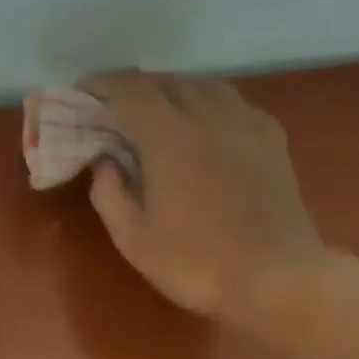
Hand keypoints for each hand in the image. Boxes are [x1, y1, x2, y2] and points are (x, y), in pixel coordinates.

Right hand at [81, 70, 322, 321]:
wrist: (275, 276)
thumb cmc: (195, 262)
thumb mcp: (133, 239)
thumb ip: (108, 193)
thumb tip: (105, 162)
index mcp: (169, 136)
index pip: (130, 90)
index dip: (102, 84)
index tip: (83, 92)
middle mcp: (208, 115)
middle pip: (166, 82)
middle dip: (133, 88)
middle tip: (113, 108)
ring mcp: (245, 122)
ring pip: (202, 86)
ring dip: (171, 92)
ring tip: (156, 113)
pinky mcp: (270, 137)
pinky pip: (230, 103)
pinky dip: (204, 104)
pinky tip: (202, 127)